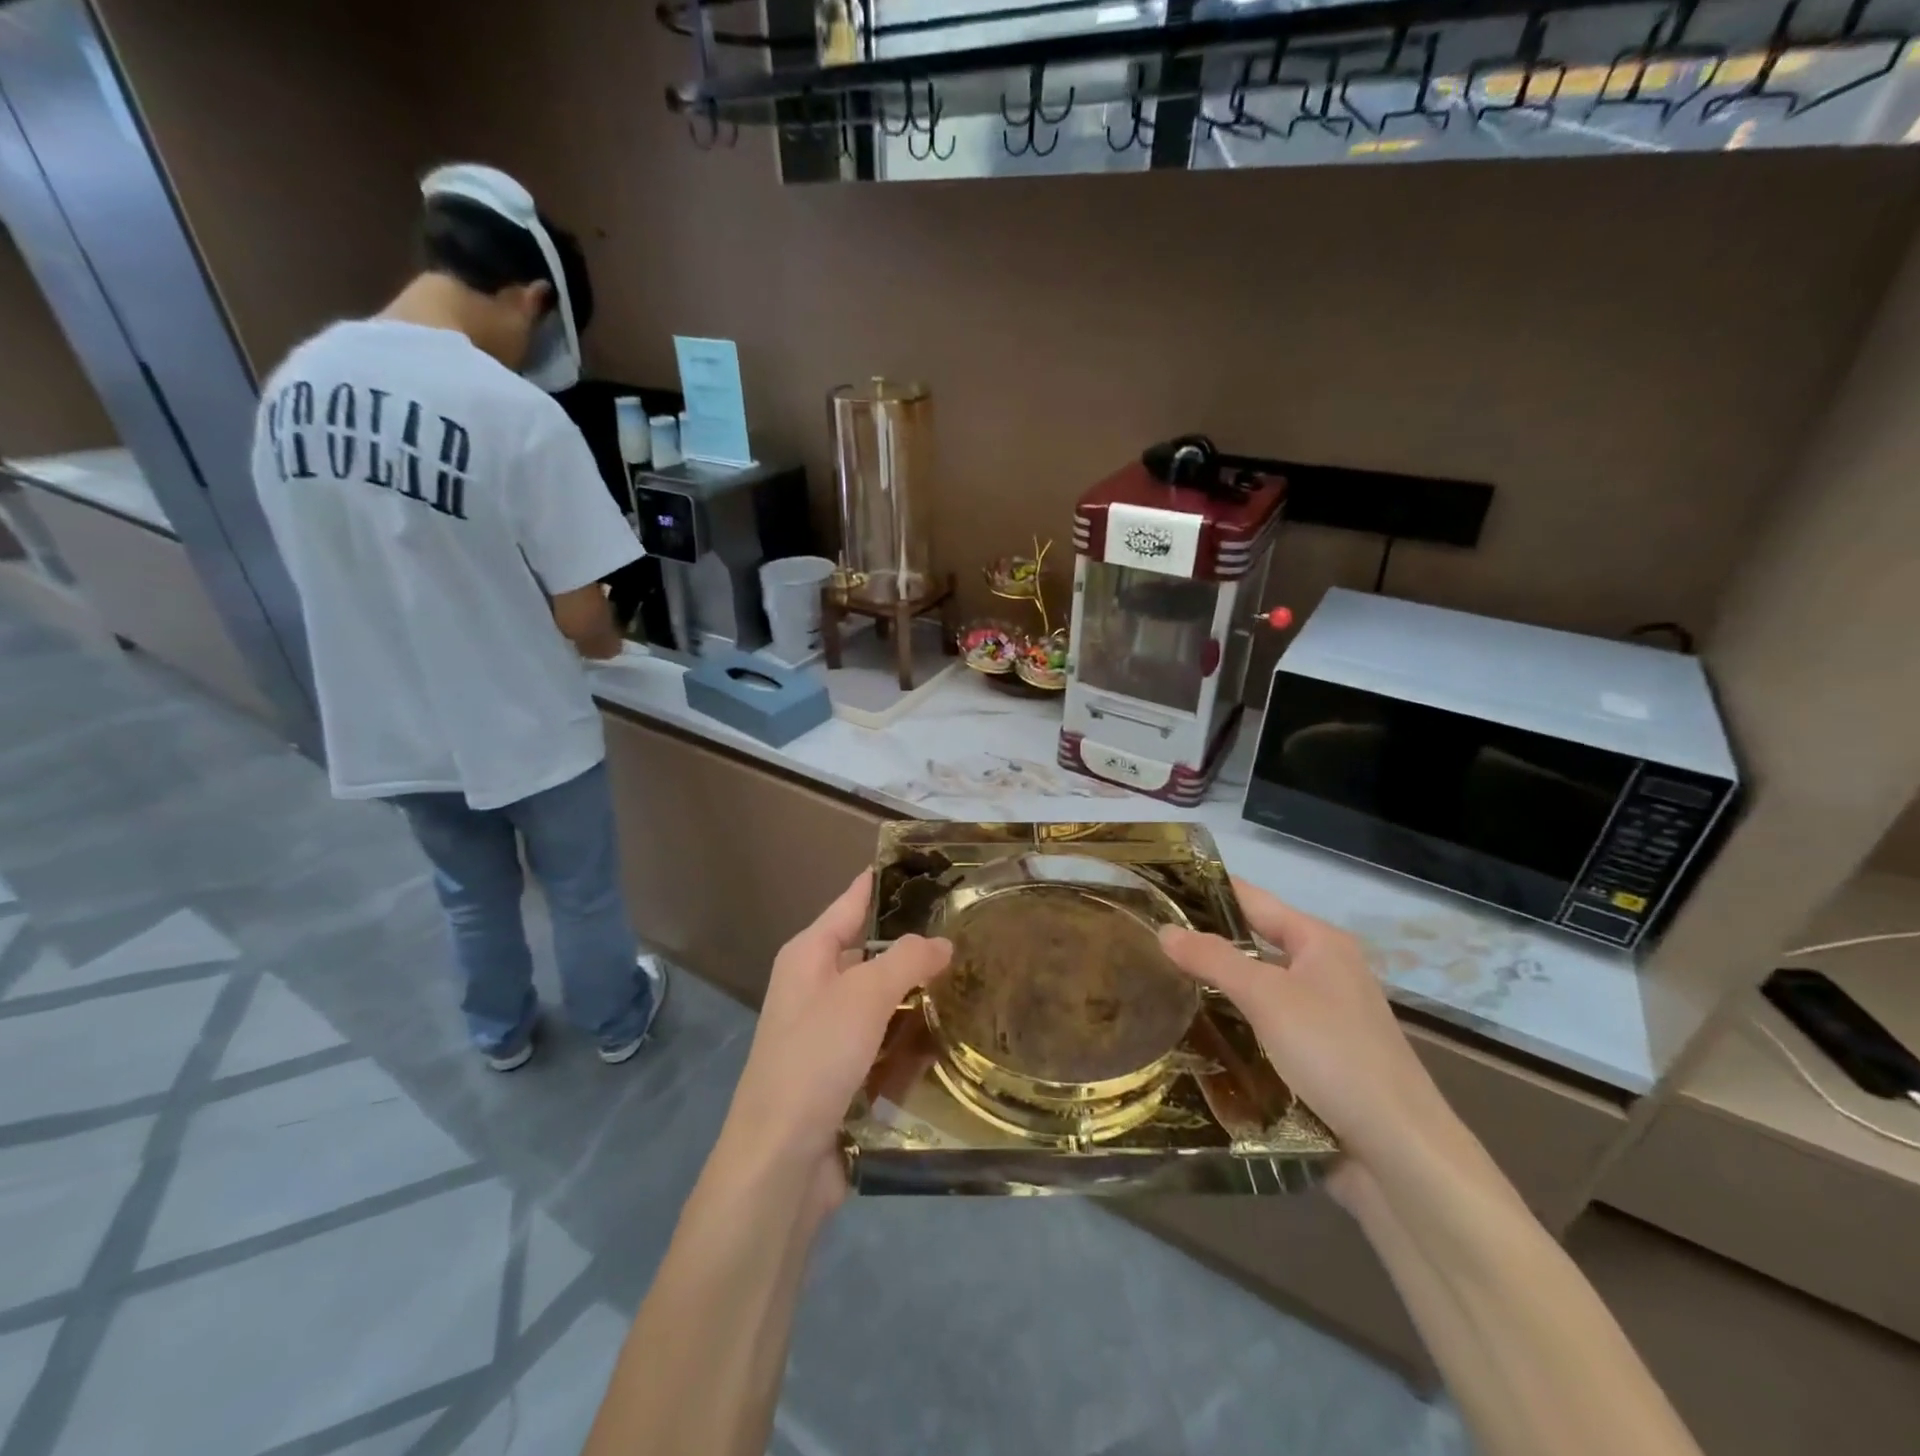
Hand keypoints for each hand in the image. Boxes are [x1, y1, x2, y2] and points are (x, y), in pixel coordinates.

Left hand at [717, 871, 951, 1217]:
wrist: (780, 1161)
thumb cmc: (816, 1058)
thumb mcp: (864, 996)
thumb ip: (906, 959)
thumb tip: (942, 941)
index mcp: (809, 954)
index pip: (853, 902)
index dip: (885, 882)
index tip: (929, 867)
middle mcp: (815, 986)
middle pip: (871, 953)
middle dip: (915, 945)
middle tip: (971, 930)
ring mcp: (827, 1032)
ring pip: (882, 1000)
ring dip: (917, 995)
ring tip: (973, 980)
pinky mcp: (842, 1073)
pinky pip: (884, 1042)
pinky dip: (910, 1038)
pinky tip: (949, 1037)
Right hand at [1158, 880, 1454, 1180]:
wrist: (1399, 1153)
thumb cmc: (1334, 1055)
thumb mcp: (1267, 997)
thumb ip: (1213, 959)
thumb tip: (1164, 929)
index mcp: (1320, 942)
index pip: (1252, 900)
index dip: (1207, 891)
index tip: (1158, 889)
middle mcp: (1323, 971)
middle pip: (1252, 945)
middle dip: (1203, 944)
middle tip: (1145, 941)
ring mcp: (1321, 1018)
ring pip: (1256, 990)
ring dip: (1215, 990)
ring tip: (1156, 984)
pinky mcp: (1316, 1060)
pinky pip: (1263, 1029)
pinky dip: (1232, 1027)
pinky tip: (1192, 1034)